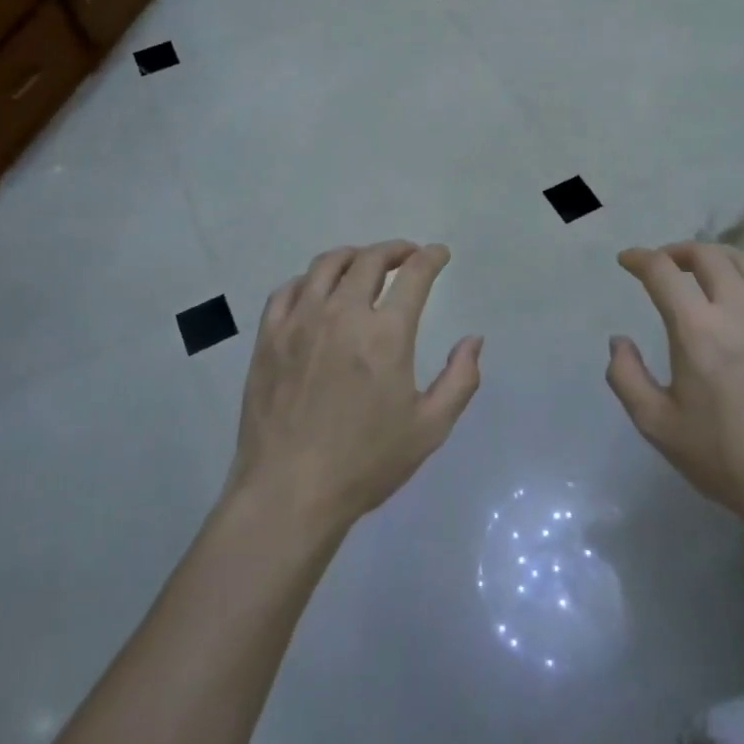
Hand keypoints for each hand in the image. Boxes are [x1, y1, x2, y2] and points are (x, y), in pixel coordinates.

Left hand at [225, 241, 481, 534]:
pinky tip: (318, 291)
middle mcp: (342, 315)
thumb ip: (460, 379)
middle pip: (370, 260)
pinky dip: (310, 280)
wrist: (289, 493)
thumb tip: (474, 340)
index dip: (430, 257)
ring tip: (364, 264)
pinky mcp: (269, 337)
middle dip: (395, 250)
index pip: (414, 275)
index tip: (438, 254)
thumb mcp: (429, 429)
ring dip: (353, 256)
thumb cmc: (365, 463)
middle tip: (407, 255)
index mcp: (385, 335)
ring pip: (327, 265)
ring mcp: (300, 322)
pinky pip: (289, 290)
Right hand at [607, 243, 743, 542]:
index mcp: (698, 330)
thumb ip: (626, 377)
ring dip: (716, 258)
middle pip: (707, 254)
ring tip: (703, 272)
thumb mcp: (658, 426)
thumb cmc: (726, 460)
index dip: (639, 258)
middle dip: (677, 251)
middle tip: (663, 264)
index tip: (627, 260)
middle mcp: (740, 311)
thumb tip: (618, 340)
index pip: (662, 272)